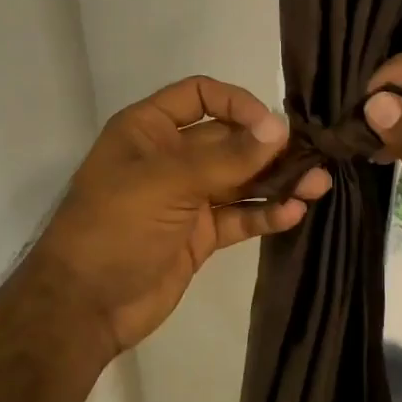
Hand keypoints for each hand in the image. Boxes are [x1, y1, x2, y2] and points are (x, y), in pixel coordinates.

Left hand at [30, 76, 331, 356]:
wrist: (84, 305)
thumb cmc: (115, 226)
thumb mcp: (166, 182)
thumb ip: (225, 157)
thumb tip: (279, 128)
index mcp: (148, 129)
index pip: (200, 96)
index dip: (237, 103)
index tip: (272, 126)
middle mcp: (169, 157)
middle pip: (228, 140)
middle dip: (268, 148)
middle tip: (314, 157)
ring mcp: (185, 198)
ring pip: (239, 181)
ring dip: (276, 181)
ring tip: (317, 185)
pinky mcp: (198, 236)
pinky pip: (237, 218)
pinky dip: (264, 215)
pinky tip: (294, 213)